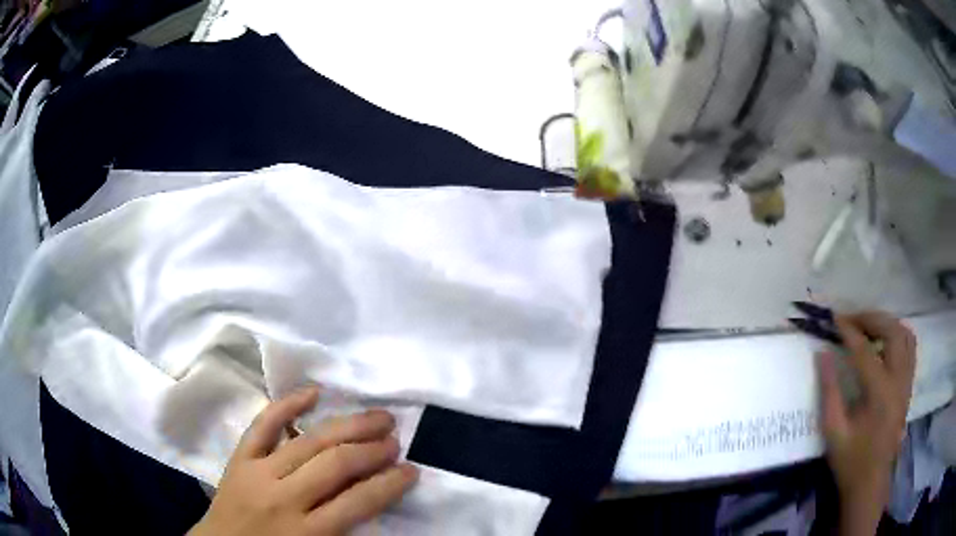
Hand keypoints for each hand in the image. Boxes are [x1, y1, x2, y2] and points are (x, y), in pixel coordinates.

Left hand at [189, 387, 418, 535]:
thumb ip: (345, 533)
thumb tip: (375, 499)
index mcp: (306, 533)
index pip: (358, 503)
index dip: (390, 484)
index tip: (412, 470)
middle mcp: (283, 498)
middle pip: (334, 465)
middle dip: (371, 449)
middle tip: (395, 439)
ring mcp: (257, 472)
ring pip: (307, 441)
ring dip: (347, 426)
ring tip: (376, 417)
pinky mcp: (238, 458)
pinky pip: (262, 425)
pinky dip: (287, 405)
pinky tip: (314, 392)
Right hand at [818, 312, 915, 535]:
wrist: (870, 483)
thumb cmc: (850, 461)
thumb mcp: (833, 432)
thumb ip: (829, 391)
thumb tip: (822, 354)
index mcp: (879, 394)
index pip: (864, 351)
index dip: (849, 331)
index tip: (834, 318)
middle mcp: (898, 381)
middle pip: (892, 332)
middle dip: (872, 319)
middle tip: (852, 320)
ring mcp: (907, 382)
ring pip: (905, 335)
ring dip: (887, 324)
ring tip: (869, 327)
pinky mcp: (909, 386)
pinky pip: (910, 348)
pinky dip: (898, 336)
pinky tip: (885, 344)